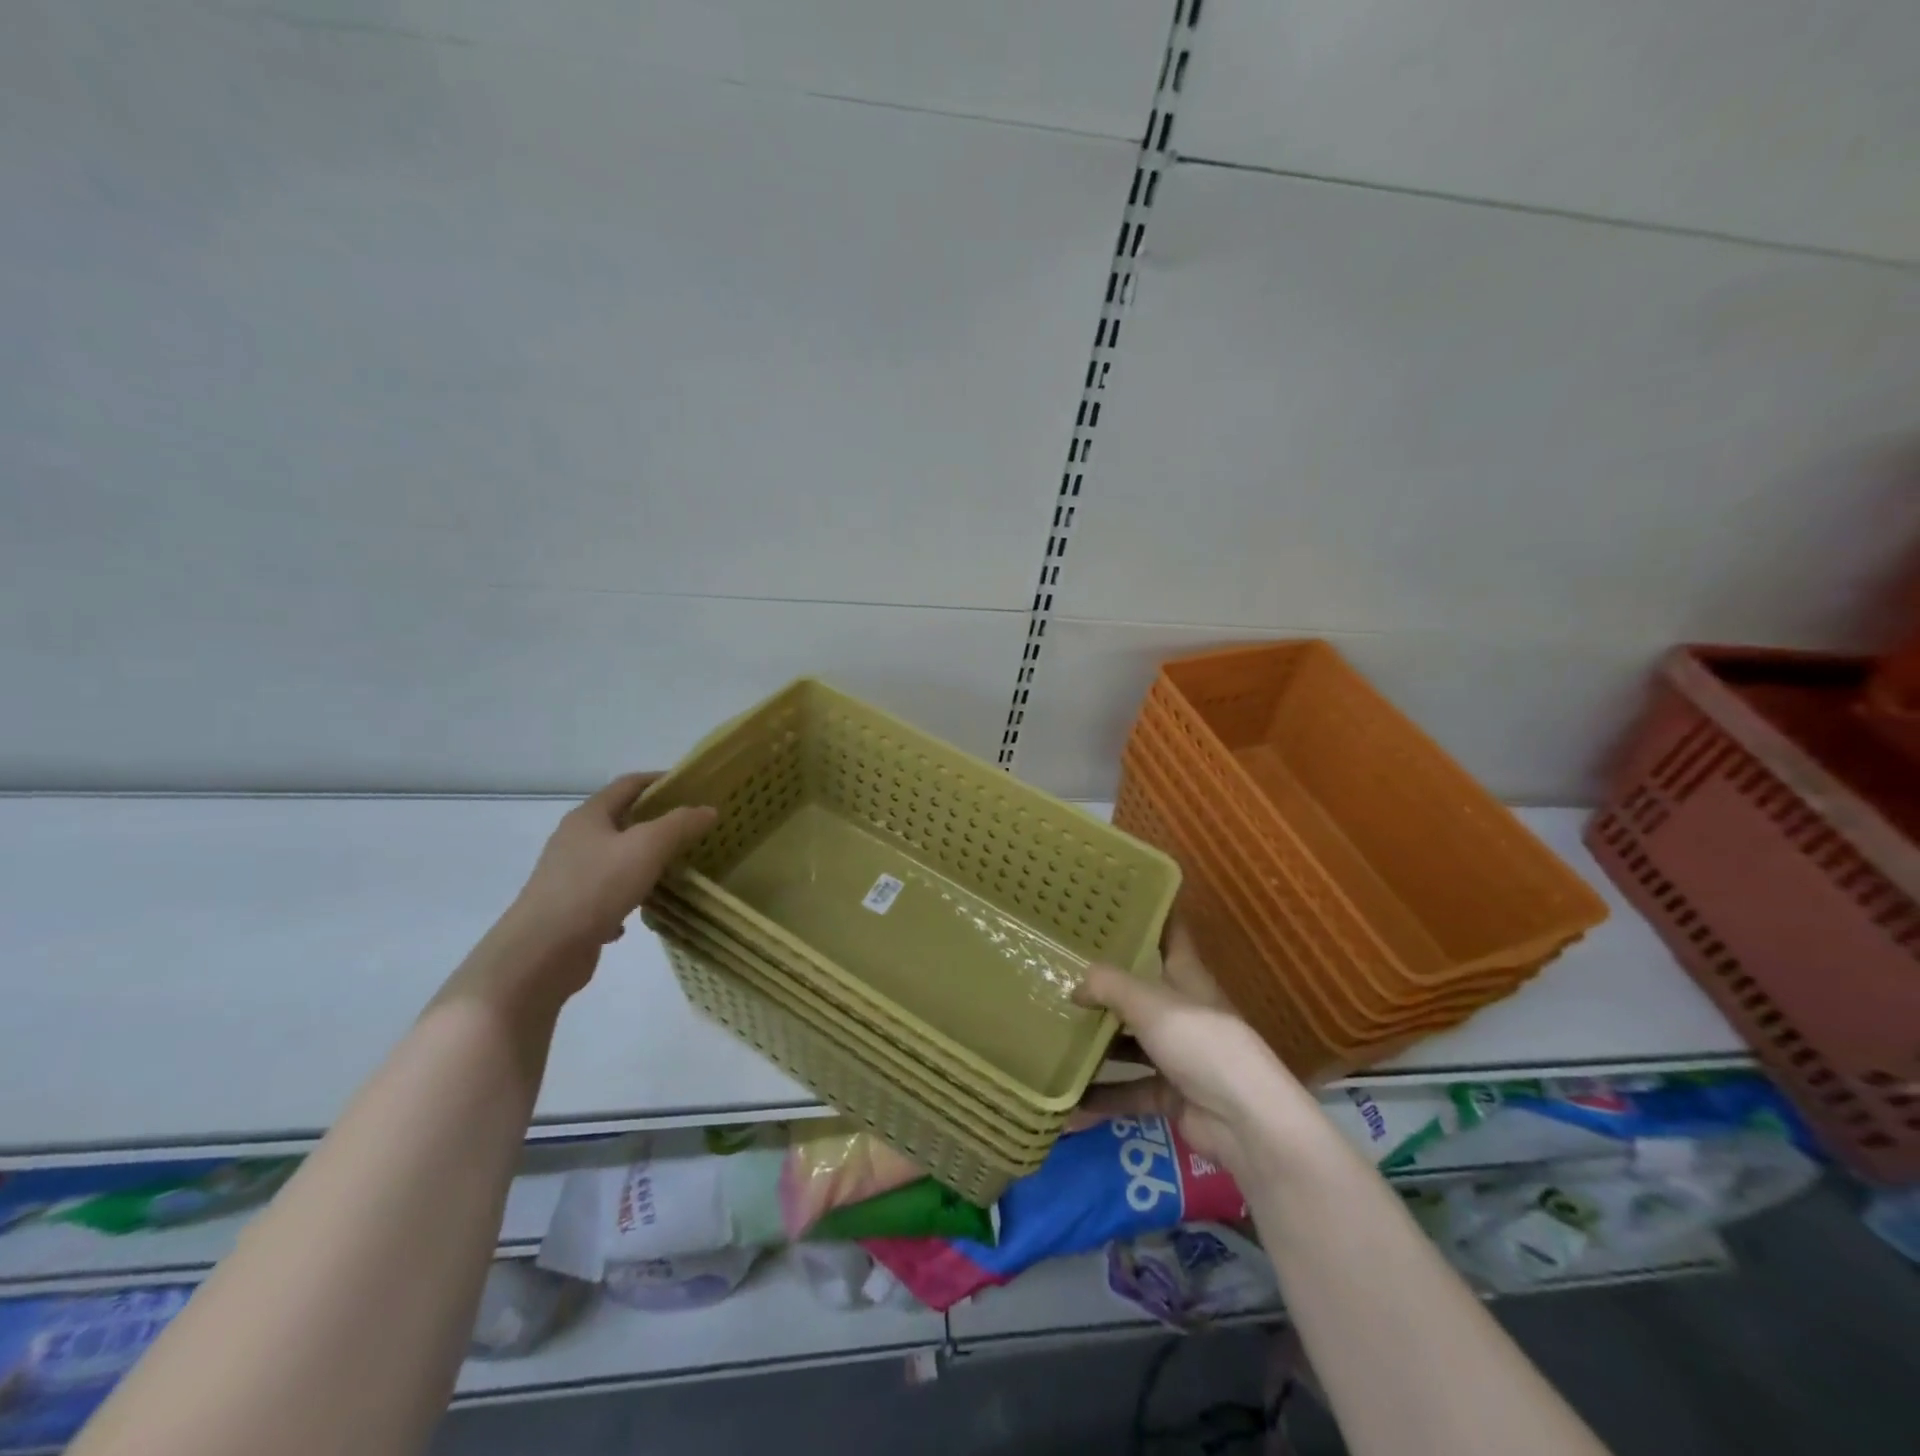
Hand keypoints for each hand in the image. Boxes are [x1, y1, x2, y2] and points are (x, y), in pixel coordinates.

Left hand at [456, 774, 714, 1011]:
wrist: (541, 954)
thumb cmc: (595, 887)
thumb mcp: (647, 847)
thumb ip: (680, 824)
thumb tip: (708, 809)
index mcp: (589, 817)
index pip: (628, 784)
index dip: (660, 780)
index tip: (693, 786)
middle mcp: (575, 840)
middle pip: (621, 820)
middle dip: (657, 821)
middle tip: (694, 827)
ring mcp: (570, 876)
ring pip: (615, 859)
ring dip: (644, 861)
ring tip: (677, 868)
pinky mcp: (571, 910)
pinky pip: (607, 895)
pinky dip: (628, 897)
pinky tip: (643, 912)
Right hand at [1072, 921, 1312, 1173]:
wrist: (1244, 1120)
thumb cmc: (1200, 1042)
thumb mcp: (1149, 1002)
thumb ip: (1109, 986)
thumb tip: (1076, 985)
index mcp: (1186, 976)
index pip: (1169, 934)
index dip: (1149, 916)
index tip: (1114, 902)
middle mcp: (1182, 1010)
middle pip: (1141, 990)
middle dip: (1106, 984)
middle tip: (1062, 971)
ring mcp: (1178, 1054)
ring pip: (1130, 1042)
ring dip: (1099, 1044)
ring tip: (1055, 1034)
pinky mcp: (1171, 1093)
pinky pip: (1129, 1091)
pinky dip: (1103, 1097)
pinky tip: (1068, 1102)